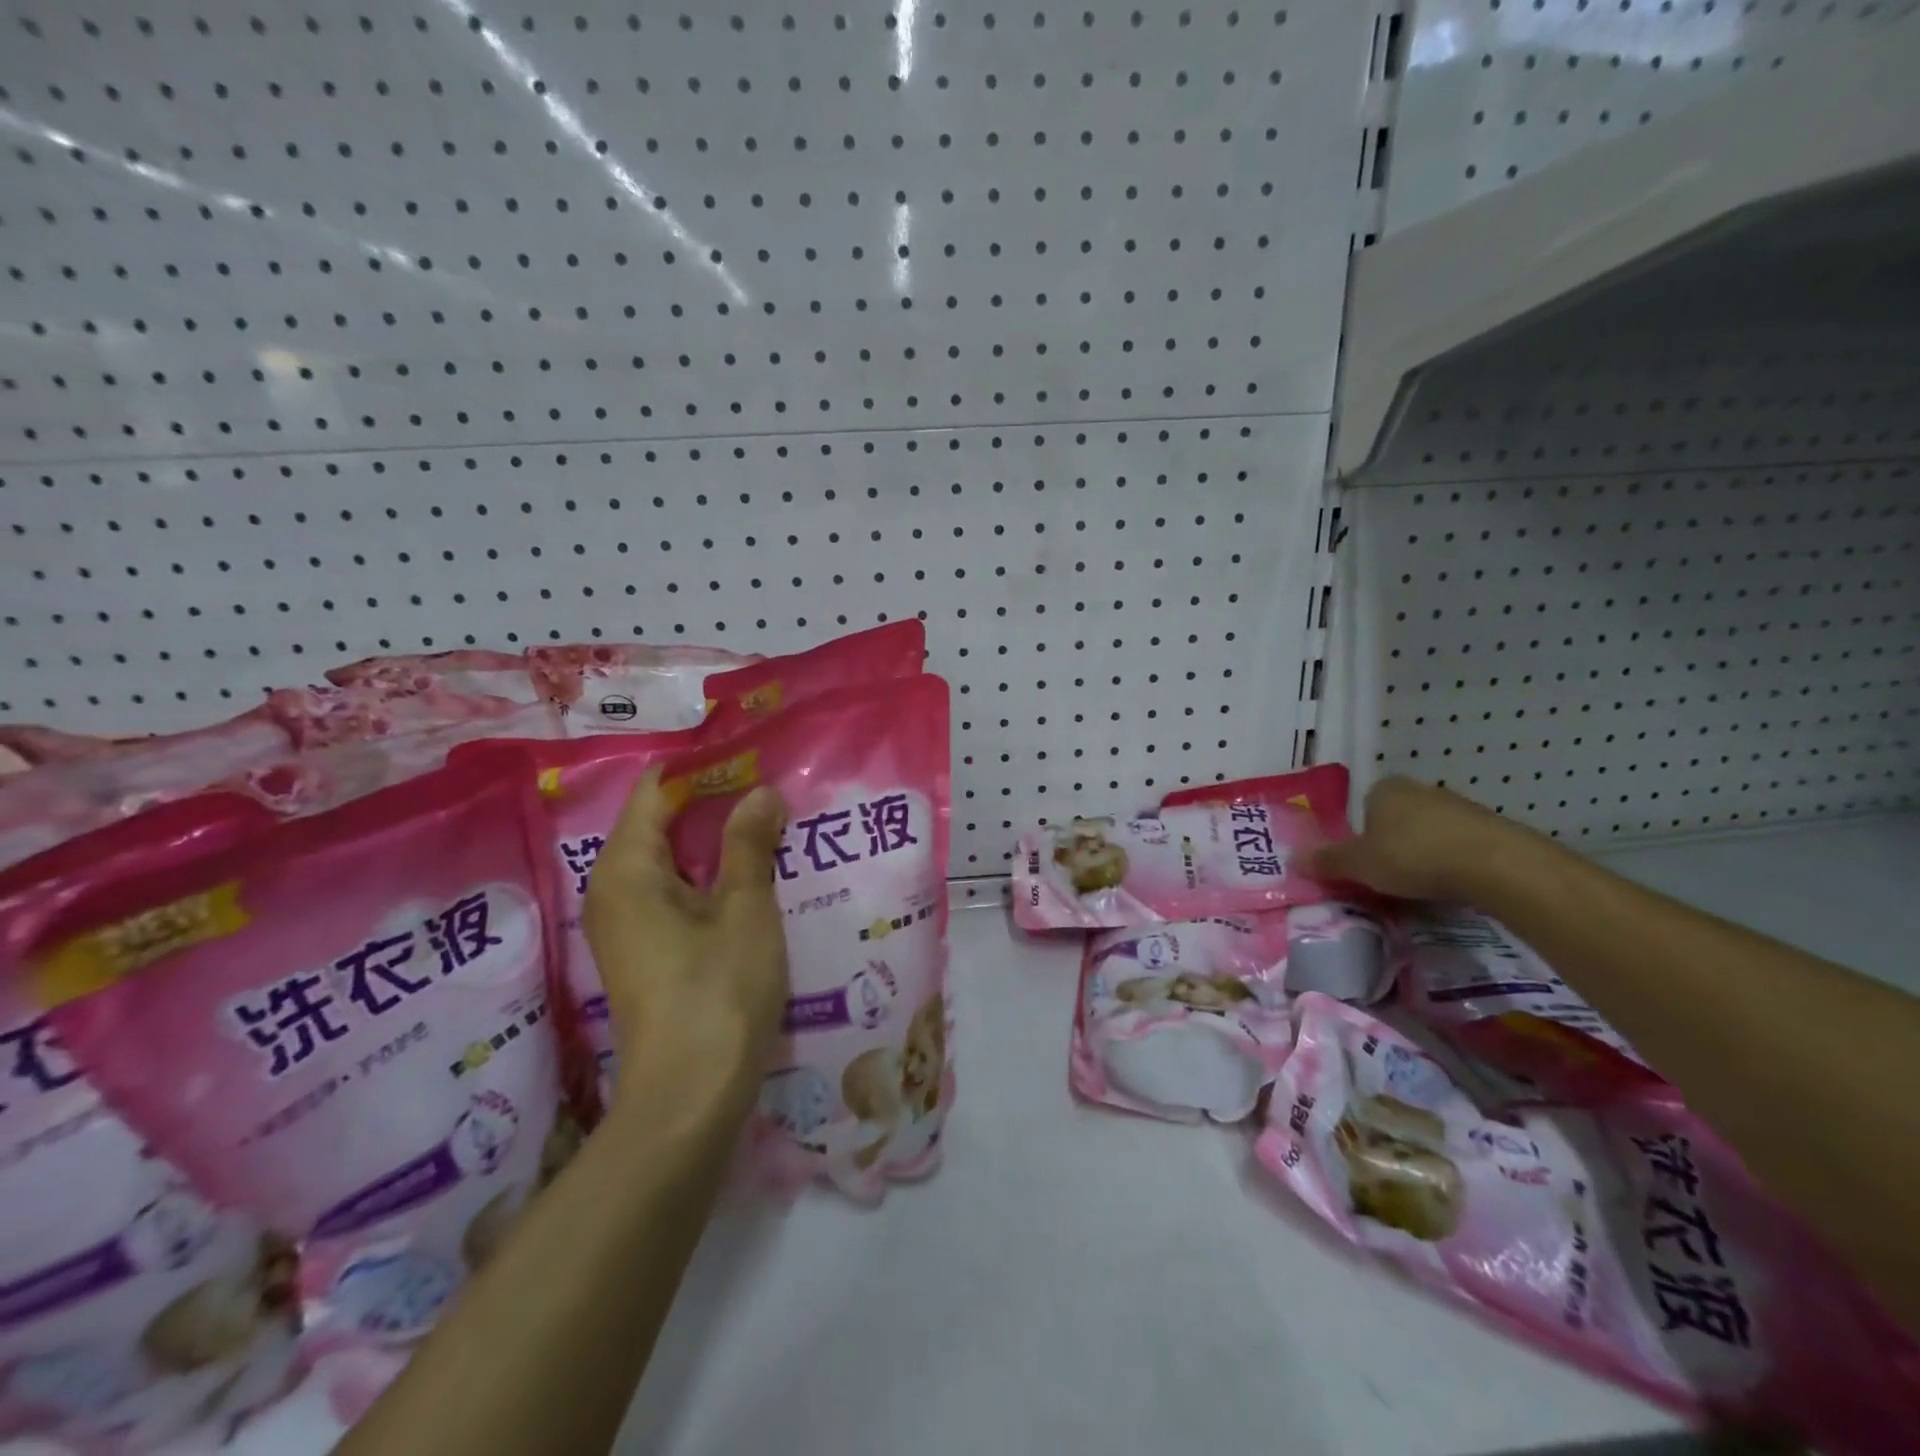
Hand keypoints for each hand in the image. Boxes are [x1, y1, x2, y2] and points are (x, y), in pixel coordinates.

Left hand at [582, 769, 789, 1120]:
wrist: (689, 1096)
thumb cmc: (717, 990)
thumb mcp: (744, 907)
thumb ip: (750, 843)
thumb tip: (761, 791)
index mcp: (627, 868)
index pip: (654, 790)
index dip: (699, 767)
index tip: (748, 753)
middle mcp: (612, 889)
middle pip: (659, 822)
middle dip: (713, 802)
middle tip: (769, 786)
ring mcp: (625, 924)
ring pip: (670, 860)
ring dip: (715, 840)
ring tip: (769, 822)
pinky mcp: (643, 952)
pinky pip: (673, 892)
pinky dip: (708, 875)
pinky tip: (751, 875)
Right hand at [1298, 775, 1527, 902]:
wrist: (1495, 865)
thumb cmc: (1412, 856)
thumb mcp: (1358, 864)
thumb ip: (1326, 861)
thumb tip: (1291, 859)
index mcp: (1384, 789)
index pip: (1364, 805)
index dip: (1361, 833)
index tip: (1363, 861)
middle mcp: (1420, 789)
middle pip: (1396, 818)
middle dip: (1392, 843)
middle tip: (1387, 876)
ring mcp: (1459, 806)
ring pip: (1429, 831)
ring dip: (1424, 854)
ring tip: (1421, 887)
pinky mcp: (1491, 828)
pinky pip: (1459, 845)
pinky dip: (1453, 863)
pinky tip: (1452, 886)